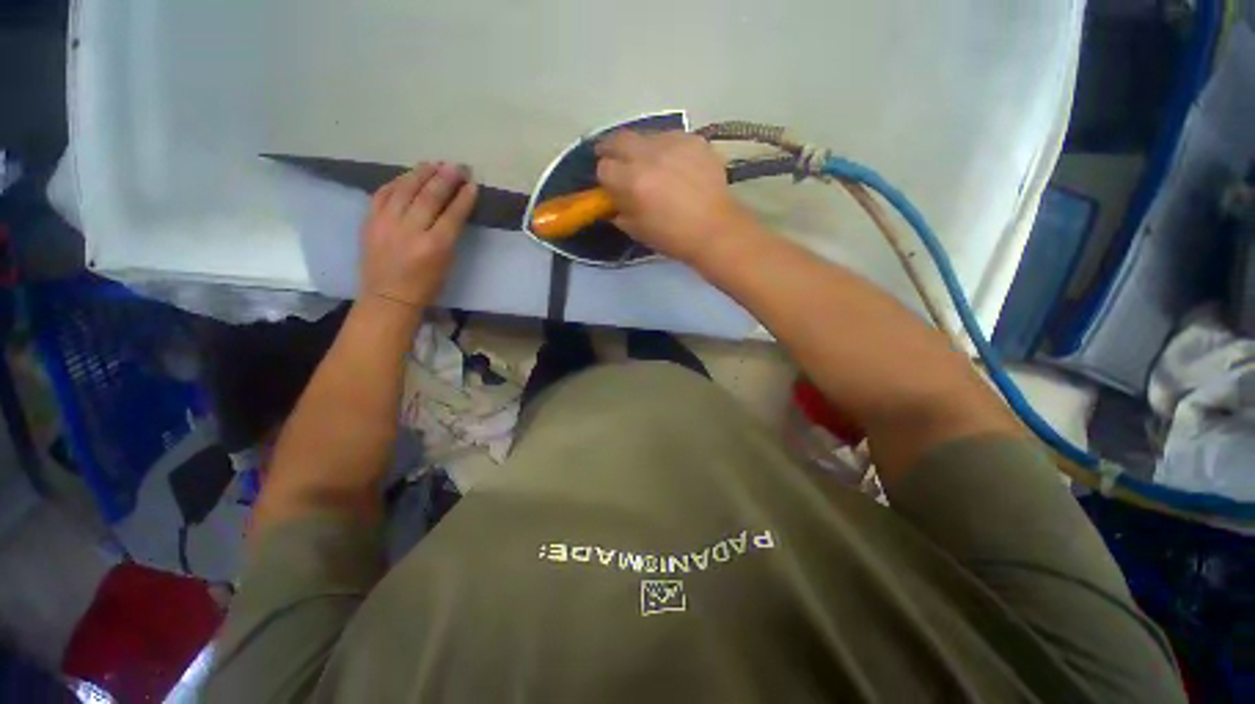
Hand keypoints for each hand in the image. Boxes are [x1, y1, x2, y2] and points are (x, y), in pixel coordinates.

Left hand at [361, 162, 477, 309]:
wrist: (388, 296)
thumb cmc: (425, 285)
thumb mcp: (447, 263)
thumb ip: (450, 235)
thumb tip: (454, 210)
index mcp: (435, 246)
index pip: (453, 214)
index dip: (464, 197)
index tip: (472, 183)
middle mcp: (410, 231)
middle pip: (429, 197)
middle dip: (445, 179)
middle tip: (456, 166)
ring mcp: (386, 223)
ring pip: (405, 189)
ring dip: (421, 174)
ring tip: (434, 164)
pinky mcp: (369, 221)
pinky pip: (383, 193)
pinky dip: (397, 182)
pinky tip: (407, 176)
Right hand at [595, 131, 756, 265]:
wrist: (715, 229)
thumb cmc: (673, 238)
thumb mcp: (637, 231)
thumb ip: (618, 210)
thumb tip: (610, 200)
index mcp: (633, 182)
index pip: (604, 167)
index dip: (605, 177)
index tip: (610, 184)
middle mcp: (649, 155)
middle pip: (618, 139)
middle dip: (612, 149)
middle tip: (615, 159)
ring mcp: (674, 143)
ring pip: (645, 135)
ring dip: (640, 148)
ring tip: (650, 163)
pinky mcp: (694, 139)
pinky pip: (670, 138)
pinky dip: (666, 149)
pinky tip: (674, 165)